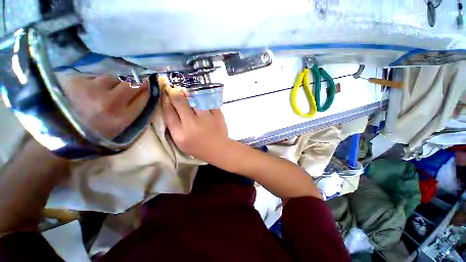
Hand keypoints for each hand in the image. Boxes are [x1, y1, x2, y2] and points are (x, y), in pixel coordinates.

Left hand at [57, 73, 150, 138]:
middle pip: (131, 85)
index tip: (148, 86)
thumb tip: (146, 95)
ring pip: (113, 78)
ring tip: (110, 90)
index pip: (143, 98)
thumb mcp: (121, 129)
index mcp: (122, 118)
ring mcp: (92, 91)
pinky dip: (99, 81)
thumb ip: (135, 113)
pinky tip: (94, 90)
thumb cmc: (96, 133)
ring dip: (116, 81)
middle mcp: (109, 103)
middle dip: (135, 82)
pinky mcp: (77, 82)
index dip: (147, 91)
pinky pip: (96, 77)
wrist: (60, 133)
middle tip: (136, 81)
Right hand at [161, 79, 228, 161]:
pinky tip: (200, 98)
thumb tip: (170, 107)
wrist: (218, 149)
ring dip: (188, 93)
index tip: (166, 95)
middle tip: (174, 90)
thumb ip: (174, 127)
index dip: (165, 101)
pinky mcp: (217, 114)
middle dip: (175, 93)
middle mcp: (192, 124)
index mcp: (180, 133)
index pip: (168, 112)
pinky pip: (207, 101)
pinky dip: (203, 98)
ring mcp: (206, 118)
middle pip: (180, 102)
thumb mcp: (181, 142)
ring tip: (186, 92)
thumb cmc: (198, 147)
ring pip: (194, 98)